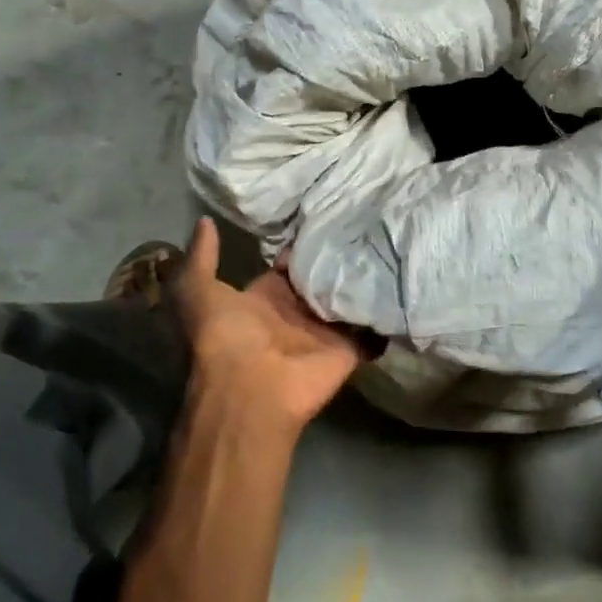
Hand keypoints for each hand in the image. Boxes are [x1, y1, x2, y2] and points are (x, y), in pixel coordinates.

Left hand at [170, 217, 369, 434]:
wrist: (250, 389)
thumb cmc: (223, 337)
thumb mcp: (197, 291)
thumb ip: (202, 257)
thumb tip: (204, 220)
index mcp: (264, 298)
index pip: (286, 266)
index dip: (299, 245)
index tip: (321, 213)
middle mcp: (295, 312)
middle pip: (320, 280)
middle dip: (338, 257)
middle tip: (363, 220)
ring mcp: (324, 331)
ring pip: (347, 299)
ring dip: (365, 278)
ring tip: (389, 241)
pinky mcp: (349, 347)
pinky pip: (372, 328)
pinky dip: (384, 313)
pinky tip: (403, 282)